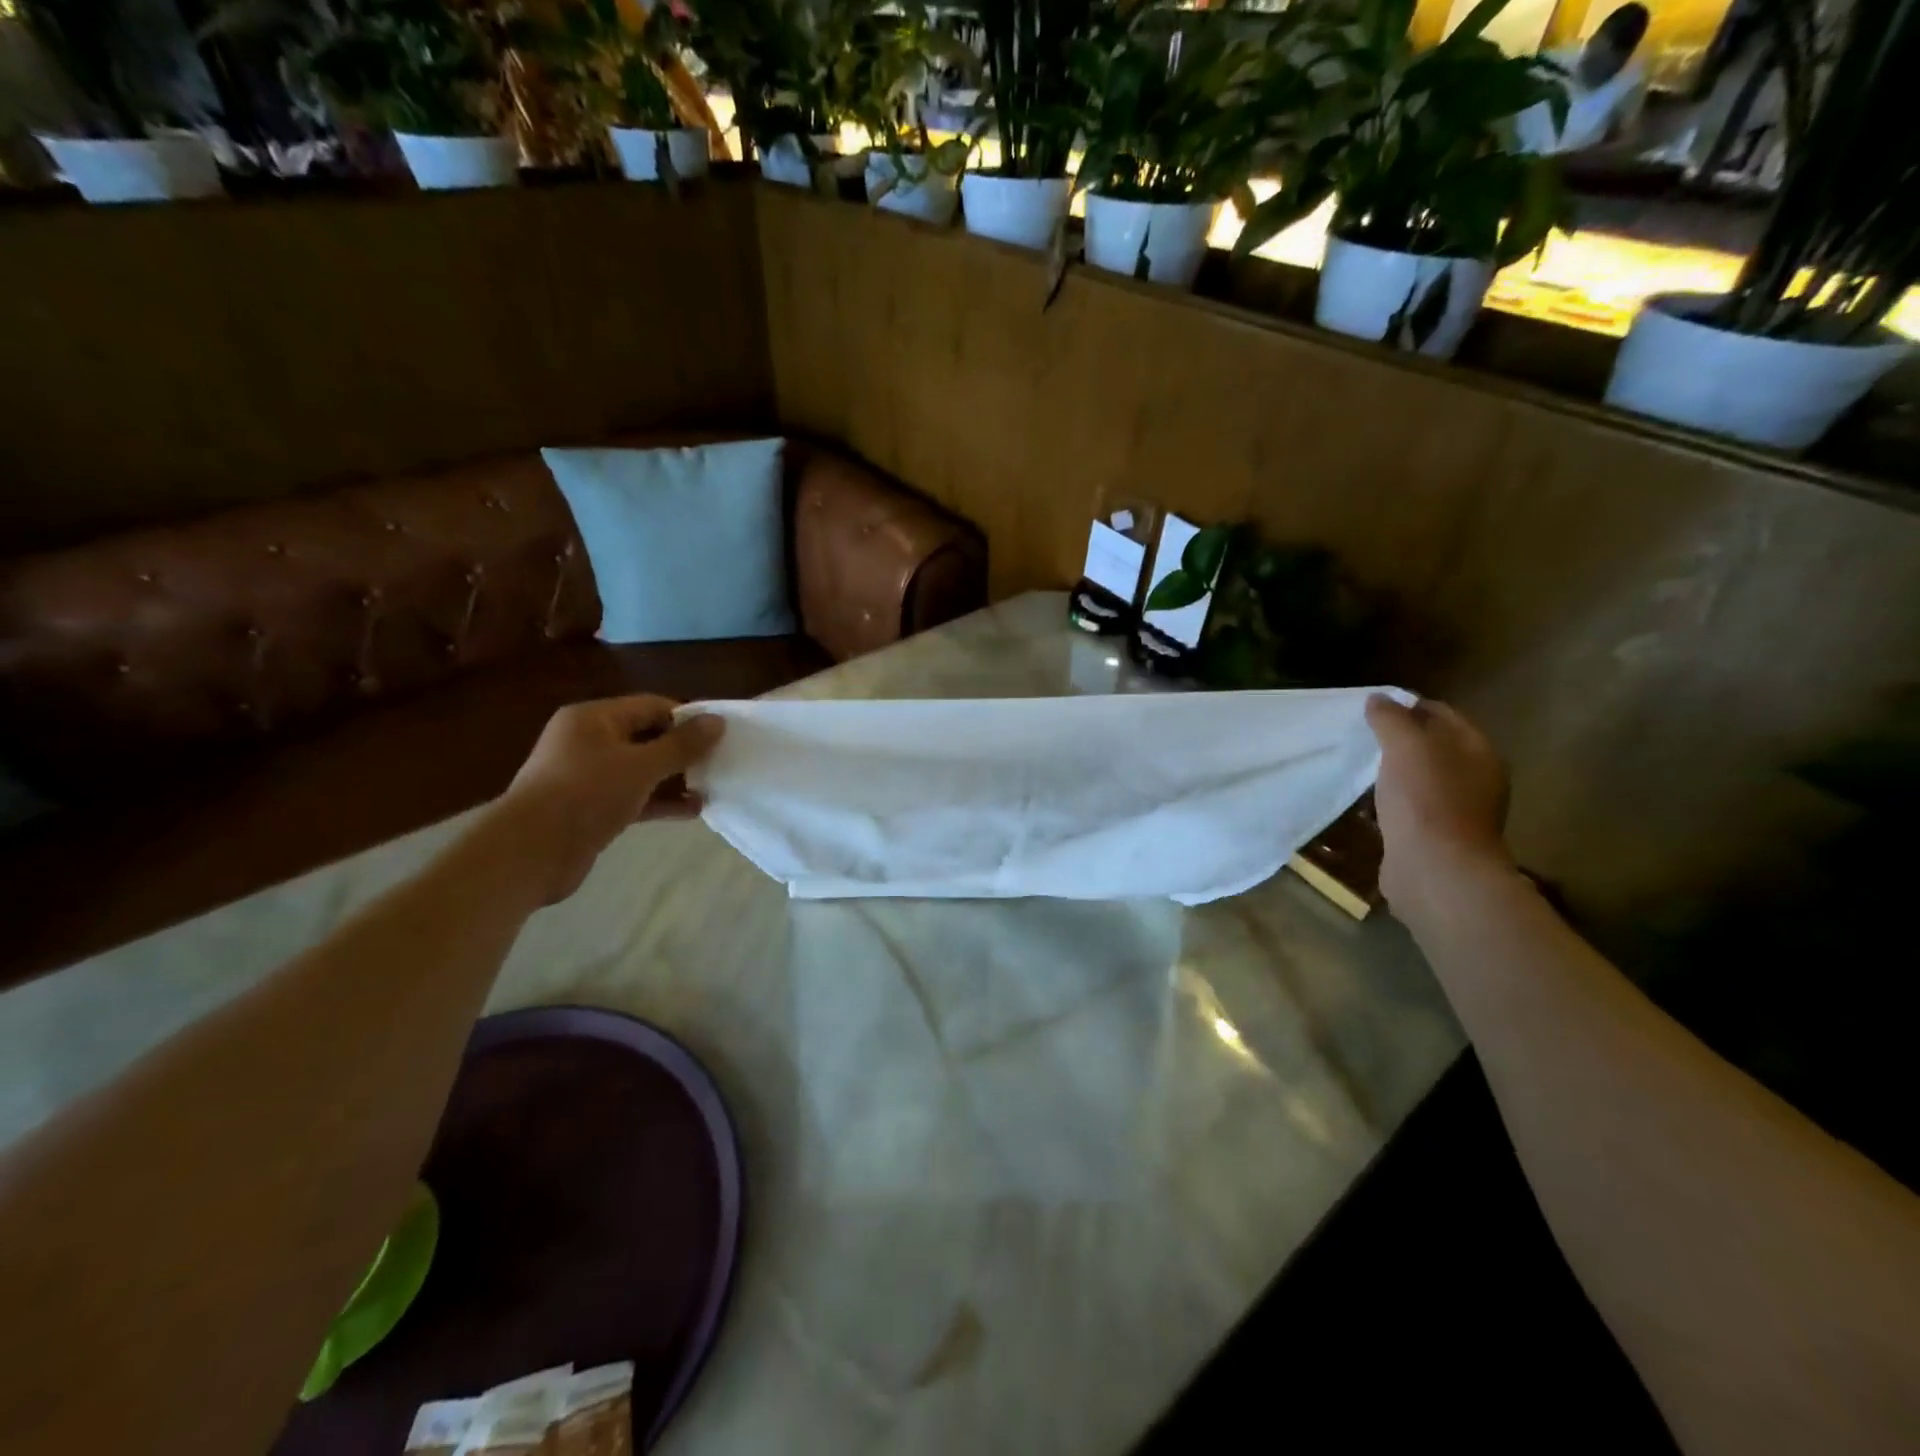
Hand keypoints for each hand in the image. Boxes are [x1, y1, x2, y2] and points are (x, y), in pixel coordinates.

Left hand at [492, 695, 725, 904]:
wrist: (530, 852)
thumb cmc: (587, 795)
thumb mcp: (641, 766)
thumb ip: (682, 745)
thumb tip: (717, 721)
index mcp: (594, 718)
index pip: (651, 706)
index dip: (687, 718)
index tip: (720, 735)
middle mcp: (588, 741)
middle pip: (647, 737)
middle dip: (683, 751)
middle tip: (719, 763)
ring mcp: (587, 776)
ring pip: (641, 770)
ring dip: (675, 779)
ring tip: (711, 789)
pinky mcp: (590, 808)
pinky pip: (633, 796)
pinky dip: (660, 801)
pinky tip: (691, 812)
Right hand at [1365, 694, 1511, 916]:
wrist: (1436, 871)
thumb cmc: (1426, 800)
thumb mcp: (1405, 747)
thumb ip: (1391, 719)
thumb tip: (1378, 699)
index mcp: (1478, 751)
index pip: (1443, 714)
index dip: (1409, 705)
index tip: (1373, 707)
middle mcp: (1476, 779)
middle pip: (1435, 746)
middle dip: (1401, 739)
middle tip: (1363, 736)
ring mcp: (1458, 811)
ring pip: (1423, 779)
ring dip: (1395, 772)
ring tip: (1361, 768)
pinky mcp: (1437, 838)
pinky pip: (1412, 809)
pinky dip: (1392, 802)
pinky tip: (1369, 804)